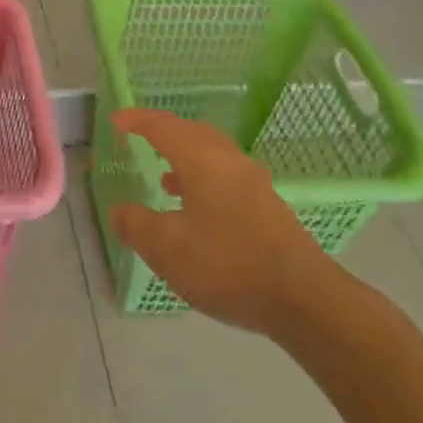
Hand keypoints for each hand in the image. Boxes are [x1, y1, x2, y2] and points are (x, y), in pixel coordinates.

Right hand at [109, 108, 346, 339]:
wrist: (306, 301)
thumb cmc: (228, 265)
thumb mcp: (167, 249)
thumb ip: (136, 225)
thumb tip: (119, 211)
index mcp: (201, 159)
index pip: (162, 127)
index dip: (137, 121)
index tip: (116, 121)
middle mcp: (229, 161)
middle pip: (192, 132)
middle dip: (164, 132)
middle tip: (141, 138)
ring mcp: (254, 183)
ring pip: (213, 154)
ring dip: (185, 157)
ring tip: (165, 178)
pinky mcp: (269, 207)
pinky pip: (226, 175)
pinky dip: (204, 178)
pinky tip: (198, 209)